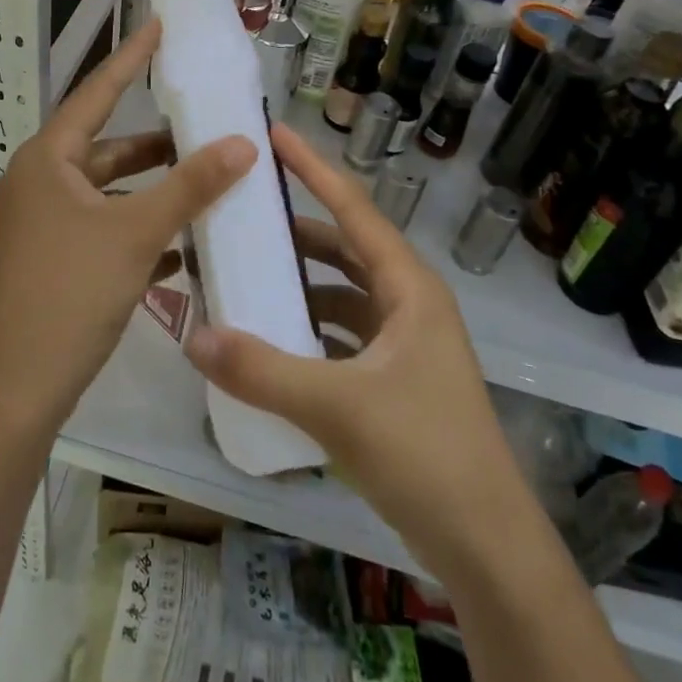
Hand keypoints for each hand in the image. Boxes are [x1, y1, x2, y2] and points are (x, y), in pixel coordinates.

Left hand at [0, 18, 256, 437]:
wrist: (14, 389)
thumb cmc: (69, 292)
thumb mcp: (136, 233)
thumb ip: (191, 185)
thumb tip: (244, 142)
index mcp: (46, 160)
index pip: (97, 93)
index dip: (130, 58)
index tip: (159, 27)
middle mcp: (36, 183)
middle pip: (104, 148)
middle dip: (154, 143)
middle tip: (202, 127)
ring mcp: (38, 225)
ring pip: (105, 193)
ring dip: (150, 191)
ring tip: (202, 183)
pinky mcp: (47, 260)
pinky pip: (98, 229)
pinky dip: (135, 228)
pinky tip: (178, 244)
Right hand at [186, 123, 518, 579]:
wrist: (488, 547)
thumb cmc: (425, 455)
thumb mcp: (337, 408)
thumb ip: (262, 371)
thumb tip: (193, 336)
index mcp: (409, 288)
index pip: (353, 208)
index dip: (313, 169)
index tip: (275, 134)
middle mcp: (410, 303)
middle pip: (346, 247)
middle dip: (297, 230)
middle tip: (242, 215)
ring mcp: (406, 343)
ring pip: (344, 293)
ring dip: (301, 283)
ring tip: (247, 276)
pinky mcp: (397, 379)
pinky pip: (344, 333)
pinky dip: (310, 328)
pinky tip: (273, 341)